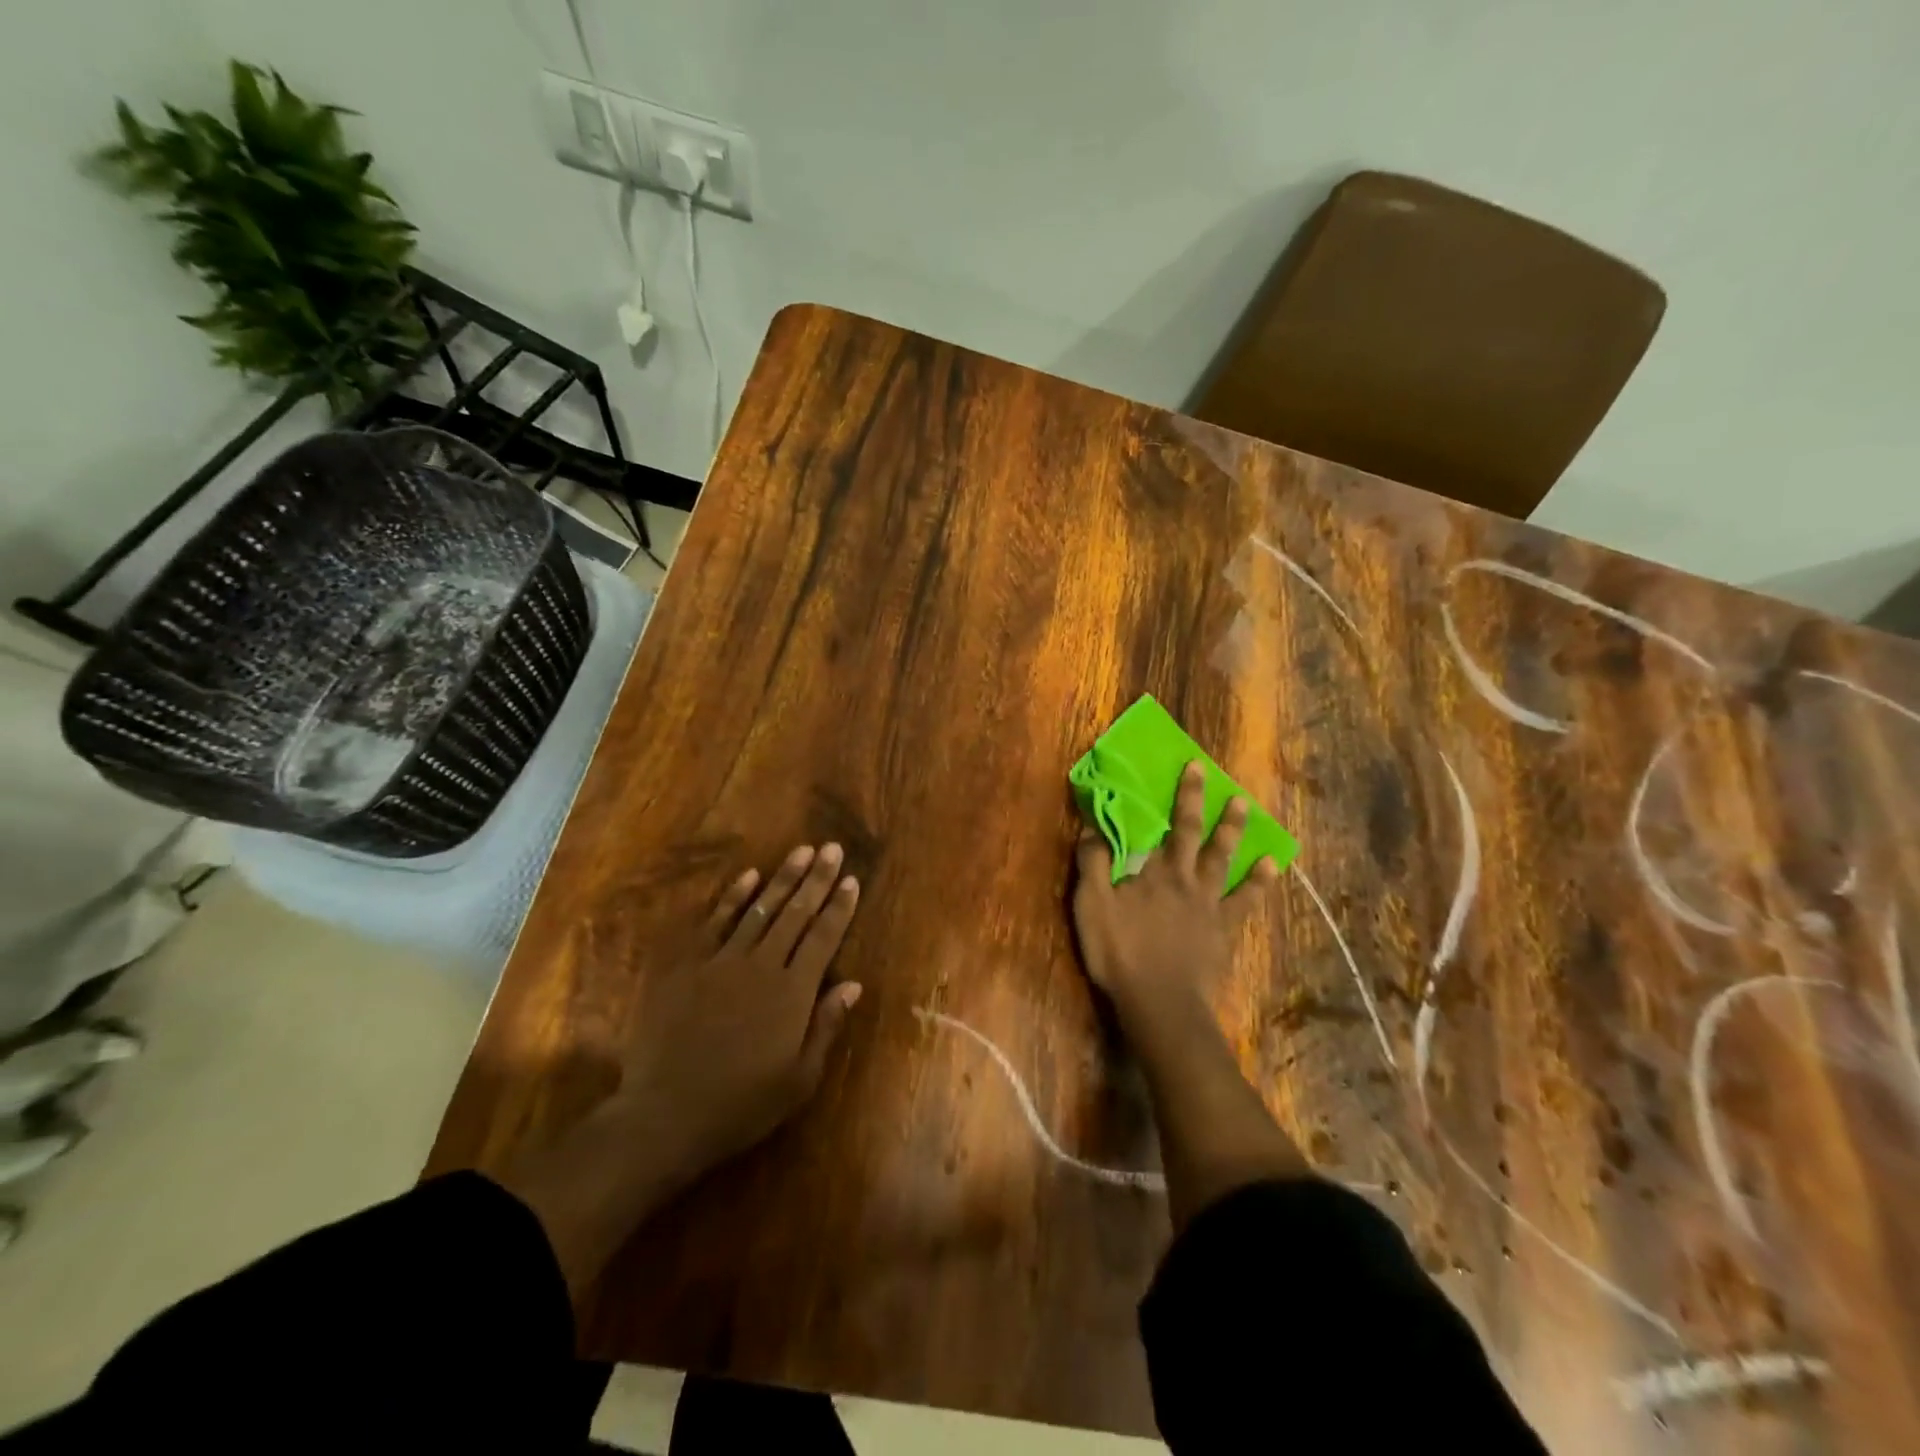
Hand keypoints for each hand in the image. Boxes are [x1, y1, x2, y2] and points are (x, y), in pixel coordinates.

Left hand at [616, 842, 863, 1180]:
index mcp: (793, 993)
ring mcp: (722, 961)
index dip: (839, 907)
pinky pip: (715, 922)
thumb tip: (853, 984)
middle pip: (796, 913)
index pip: (824, 937)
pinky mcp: (688, 965)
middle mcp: (762, 965)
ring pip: (760, 909)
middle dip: (816, 878)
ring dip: (783, 878)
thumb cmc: (741, 1104)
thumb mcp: (799, 1079)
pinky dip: (733, 897)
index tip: (851, 880)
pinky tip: (749, 876)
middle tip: (832, 848)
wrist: (666, 1115)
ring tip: (801, 850)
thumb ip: (826, 1026)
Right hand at [1072, 764, 1306, 1227]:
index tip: (1191, 767)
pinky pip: (1245, 902)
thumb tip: (1093, 828)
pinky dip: (1259, 884)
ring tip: (1247, 810)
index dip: (1180, 796)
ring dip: (1235, 834)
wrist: (1160, 1003)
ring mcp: (1210, 906)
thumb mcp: (1091, 906)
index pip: (1168, 825)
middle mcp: (1187, 880)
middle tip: (1216, 777)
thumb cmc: (1121, 953)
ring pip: (1227, 862)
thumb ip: (1093, 864)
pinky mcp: (1224, 932)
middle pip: (1199, 836)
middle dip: (1204, 804)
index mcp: (1155, 872)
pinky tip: (1272, 869)